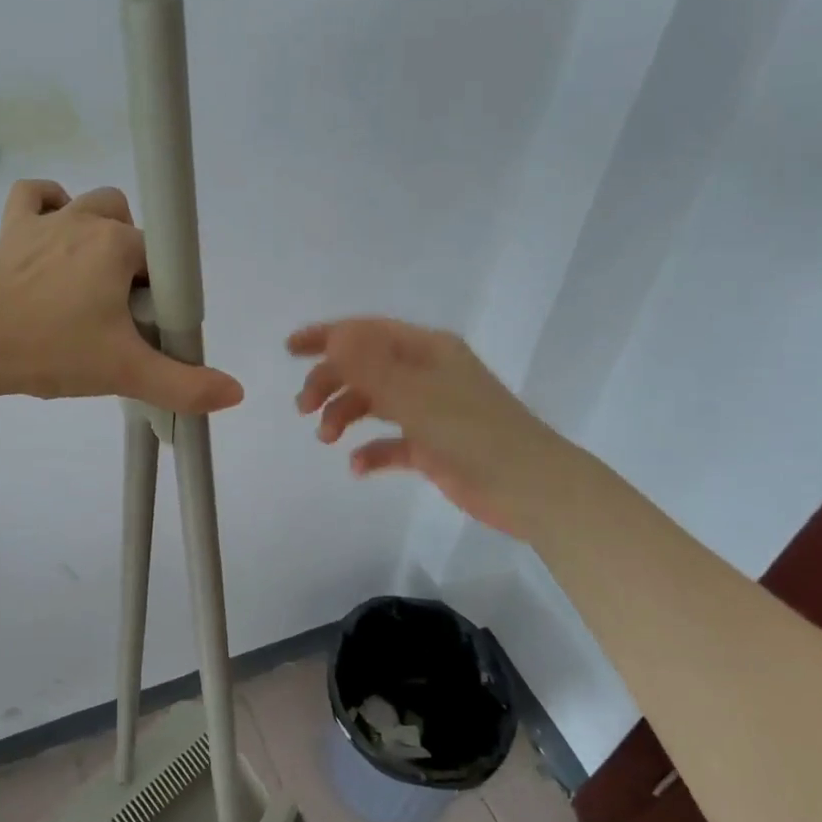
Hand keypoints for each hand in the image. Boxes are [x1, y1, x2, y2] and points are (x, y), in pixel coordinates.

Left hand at [0, 180, 243, 413]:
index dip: (158, 295)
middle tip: (115, 311)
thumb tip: (237, 393)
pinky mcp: (12, 227)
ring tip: (89, 278)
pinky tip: (54, 232)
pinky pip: (36, 194)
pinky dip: (49, 204)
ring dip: (100, 232)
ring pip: (92, 205)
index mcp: (118, 245)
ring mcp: (45, 219)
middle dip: (133, 264)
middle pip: (132, 229)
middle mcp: (86, 219)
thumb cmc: (53, 353)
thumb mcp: (126, 372)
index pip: (160, 261)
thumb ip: (185, 385)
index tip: (139, 326)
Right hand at [289, 318, 545, 539]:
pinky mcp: (433, 446)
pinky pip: (391, 442)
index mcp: (426, 350)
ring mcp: (430, 410)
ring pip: (374, 403)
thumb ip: (371, 366)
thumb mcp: (416, 395)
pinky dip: (371, 451)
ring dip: (345, 415)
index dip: (326, 336)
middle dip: (329, 382)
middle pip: (364, 367)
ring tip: (327, 438)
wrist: (532, 489)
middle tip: (303, 409)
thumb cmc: (474, 433)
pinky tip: (357, 466)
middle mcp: (426, 374)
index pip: (367, 332)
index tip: (289, 349)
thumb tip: (334, 334)